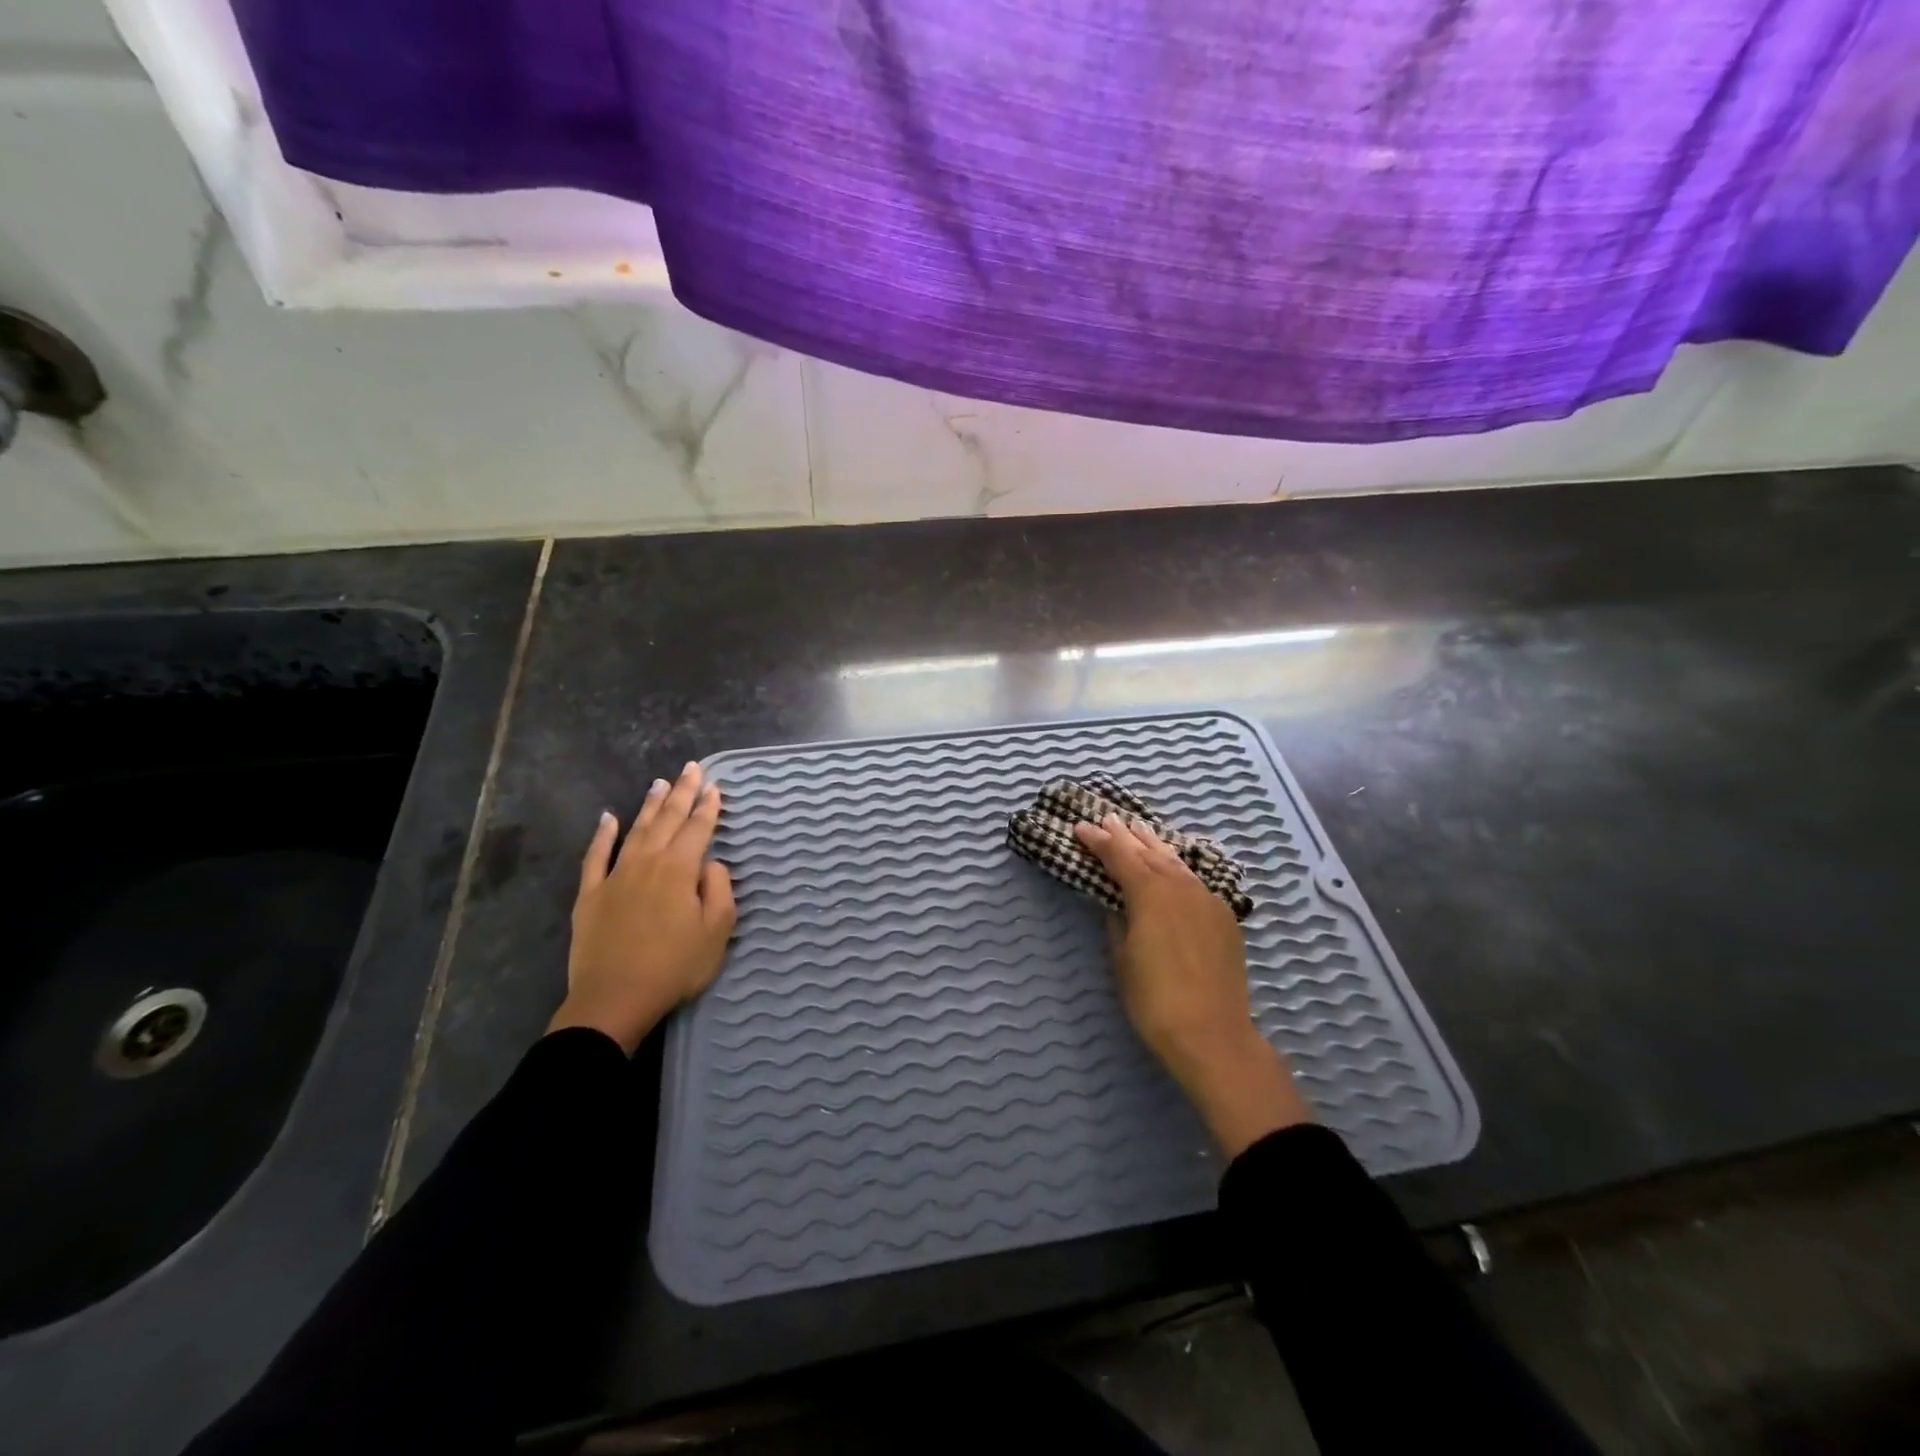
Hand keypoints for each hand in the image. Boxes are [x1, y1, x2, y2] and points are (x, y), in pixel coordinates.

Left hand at [548, 762, 736, 1053]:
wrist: (614, 999)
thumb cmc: (674, 967)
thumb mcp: (716, 932)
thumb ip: (719, 890)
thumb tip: (711, 864)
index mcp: (680, 870)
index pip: (698, 829)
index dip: (708, 807)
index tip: (715, 786)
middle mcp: (647, 862)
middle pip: (668, 820)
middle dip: (682, 792)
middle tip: (691, 767)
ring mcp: (615, 876)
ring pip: (636, 830)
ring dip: (649, 805)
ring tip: (659, 783)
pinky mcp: (590, 894)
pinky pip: (596, 856)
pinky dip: (602, 835)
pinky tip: (608, 818)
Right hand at [1074, 813, 1312, 1156]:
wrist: (1213, 1034)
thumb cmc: (1154, 1000)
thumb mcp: (1122, 958)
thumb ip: (1117, 922)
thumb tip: (1118, 905)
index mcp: (1149, 892)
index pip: (1119, 856)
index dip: (1098, 841)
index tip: (1080, 827)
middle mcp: (1180, 886)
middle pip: (1149, 851)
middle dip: (1126, 835)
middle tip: (1109, 818)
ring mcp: (1207, 899)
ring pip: (1175, 862)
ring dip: (1154, 845)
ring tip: (1139, 830)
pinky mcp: (1224, 916)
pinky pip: (1195, 880)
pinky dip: (1177, 868)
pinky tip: (1172, 868)